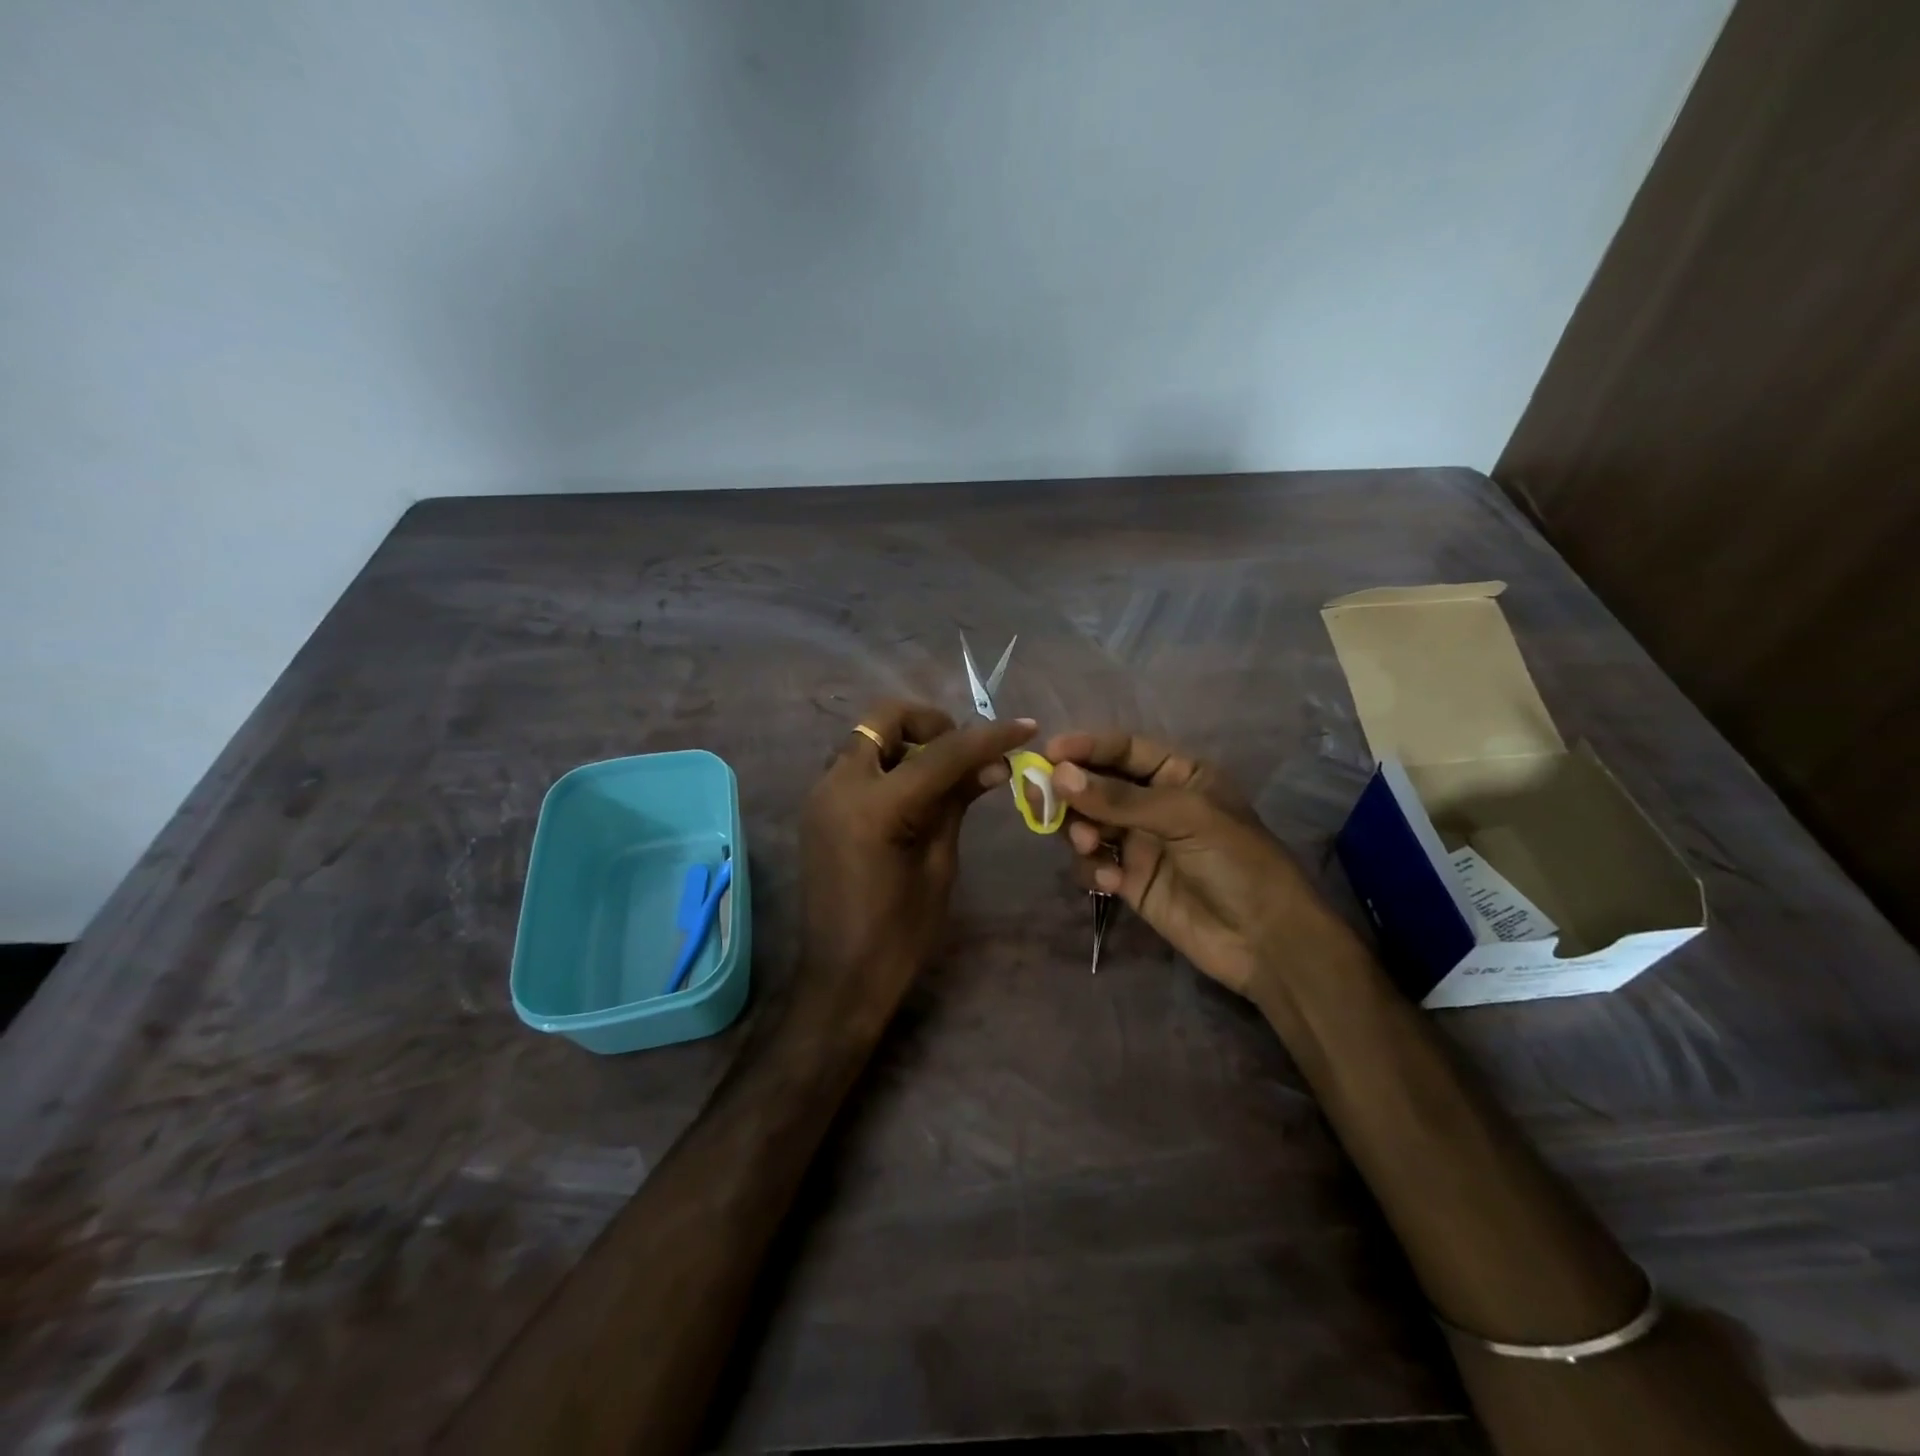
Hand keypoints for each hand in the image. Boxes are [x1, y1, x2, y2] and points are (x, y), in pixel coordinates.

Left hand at [800, 700, 1036, 1018]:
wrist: (840, 977)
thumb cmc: (900, 934)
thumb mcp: (939, 864)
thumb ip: (958, 802)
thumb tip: (994, 763)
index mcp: (875, 807)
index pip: (941, 753)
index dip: (987, 738)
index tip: (1025, 727)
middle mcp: (838, 786)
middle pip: (885, 718)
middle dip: (931, 723)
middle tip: (965, 751)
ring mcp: (821, 794)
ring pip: (867, 737)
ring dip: (907, 741)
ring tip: (944, 774)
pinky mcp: (817, 807)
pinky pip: (855, 763)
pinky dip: (887, 762)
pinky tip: (914, 792)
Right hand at [1047, 730, 1357, 996]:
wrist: (1265, 941)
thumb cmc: (1236, 862)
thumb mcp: (1185, 817)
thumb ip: (1120, 798)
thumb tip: (1059, 775)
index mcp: (1179, 775)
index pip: (1124, 749)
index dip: (1086, 747)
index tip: (1049, 753)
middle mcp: (1155, 804)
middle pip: (1097, 785)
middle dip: (1069, 791)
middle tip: (1040, 800)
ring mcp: (1141, 843)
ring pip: (1089, 824)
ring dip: (1078, 830)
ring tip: (1085, 844)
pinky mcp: (1130, 881)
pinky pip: (1095, 863)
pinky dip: (1092, 868)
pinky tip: (1109, 881)